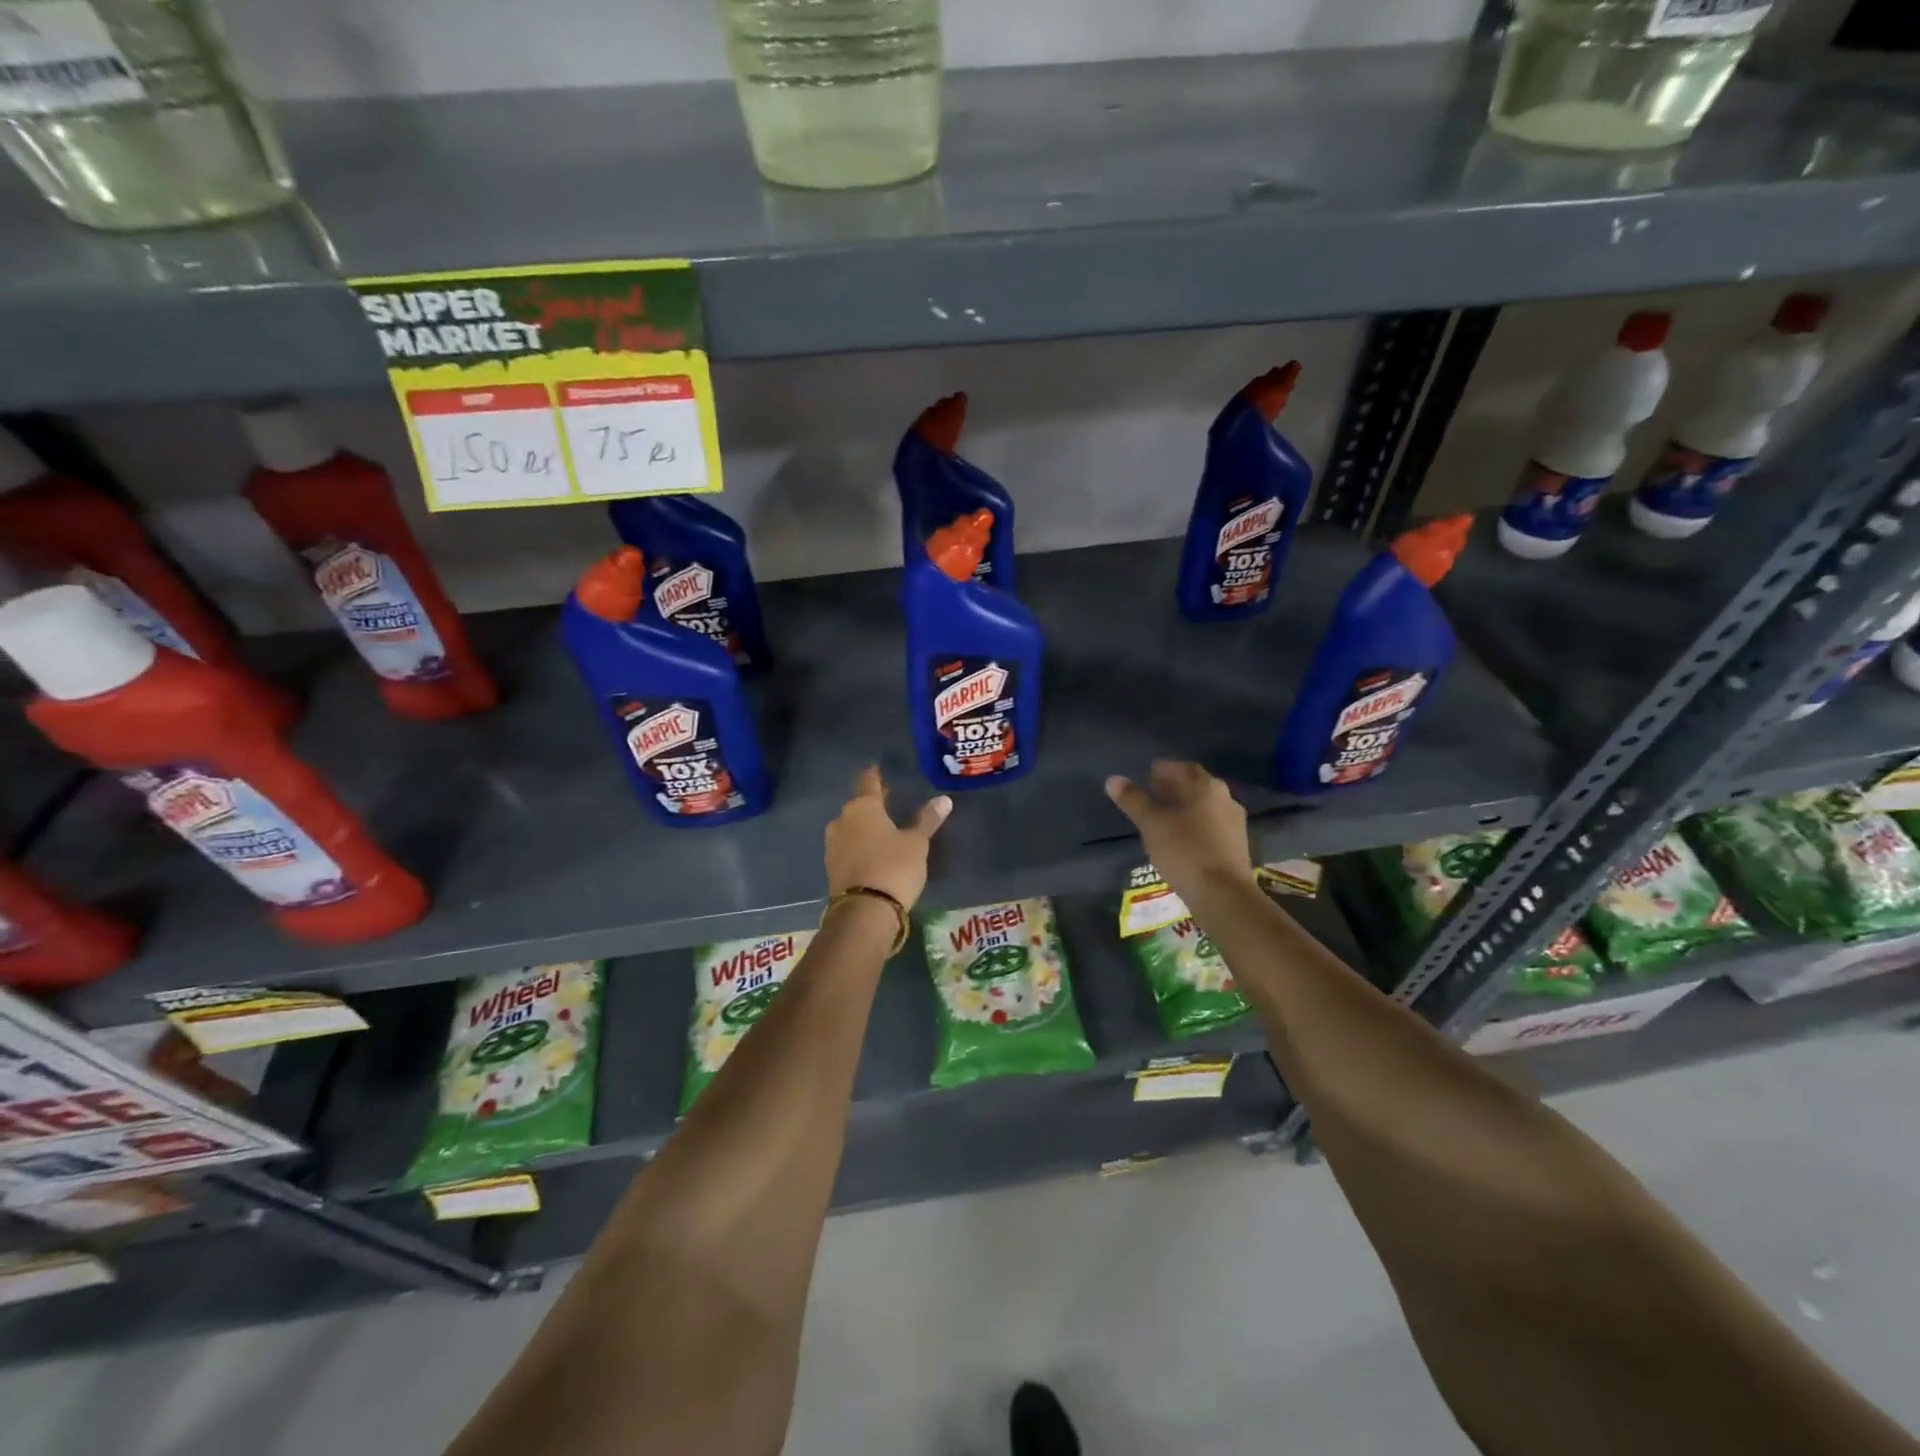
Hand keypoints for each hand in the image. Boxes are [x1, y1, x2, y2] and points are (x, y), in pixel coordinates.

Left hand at [825, 766, 950, 908]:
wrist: (864, 911)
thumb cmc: (893, 867)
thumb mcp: (916, 843)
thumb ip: (927, 820)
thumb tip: (944, 799)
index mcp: (862, 807)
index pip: (868, 781)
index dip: (876, 775)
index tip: (879, 769)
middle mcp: (842, 820)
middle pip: (858, 804)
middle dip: (872, 802)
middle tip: (888, 798)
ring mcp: (833, 844)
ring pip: (850, 826)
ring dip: (864, 824)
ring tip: (883, 826)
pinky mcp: (832, 867)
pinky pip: (847, 846)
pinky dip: (859, 843)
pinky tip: (872, 849)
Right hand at [1105, 760, 1254, 898]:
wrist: (1223, 894)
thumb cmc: (1184, 851)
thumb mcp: (1151, 824)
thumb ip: (1133, 800)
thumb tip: (1113, 780)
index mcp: (1206, 787)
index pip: (1182, 768)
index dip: (1163, 770)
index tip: (1147, 776)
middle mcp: (1226, 798)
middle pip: (1196, 786)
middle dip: (1173, 788)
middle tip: (1151, 795)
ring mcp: (1235, 822)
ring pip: (1204, 807)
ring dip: (1184, 807)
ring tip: (1162, 818)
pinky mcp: (1237, 845)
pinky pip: (1211, 825)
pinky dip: (1194, 824)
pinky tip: (1180, 838)